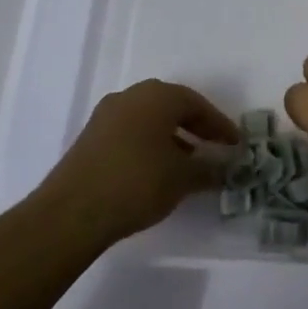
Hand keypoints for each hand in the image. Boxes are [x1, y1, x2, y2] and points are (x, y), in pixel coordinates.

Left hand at [40, 80, 237, 244]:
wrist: (72, 212)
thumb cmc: (137, 183)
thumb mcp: (183, 178)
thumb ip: (209, 169)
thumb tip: (225, 168)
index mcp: (157, 95)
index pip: (198, 104)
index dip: (219, 125)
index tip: (235, 145)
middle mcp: (131, 96)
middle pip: (172, 107)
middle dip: (195, 127)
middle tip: (214, 147)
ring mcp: (106, 115)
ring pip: (149, 120)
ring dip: (172, 137)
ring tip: (188, 163)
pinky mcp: (90, 137)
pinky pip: (131, 133)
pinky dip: (150, 145)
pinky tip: (157, 170)